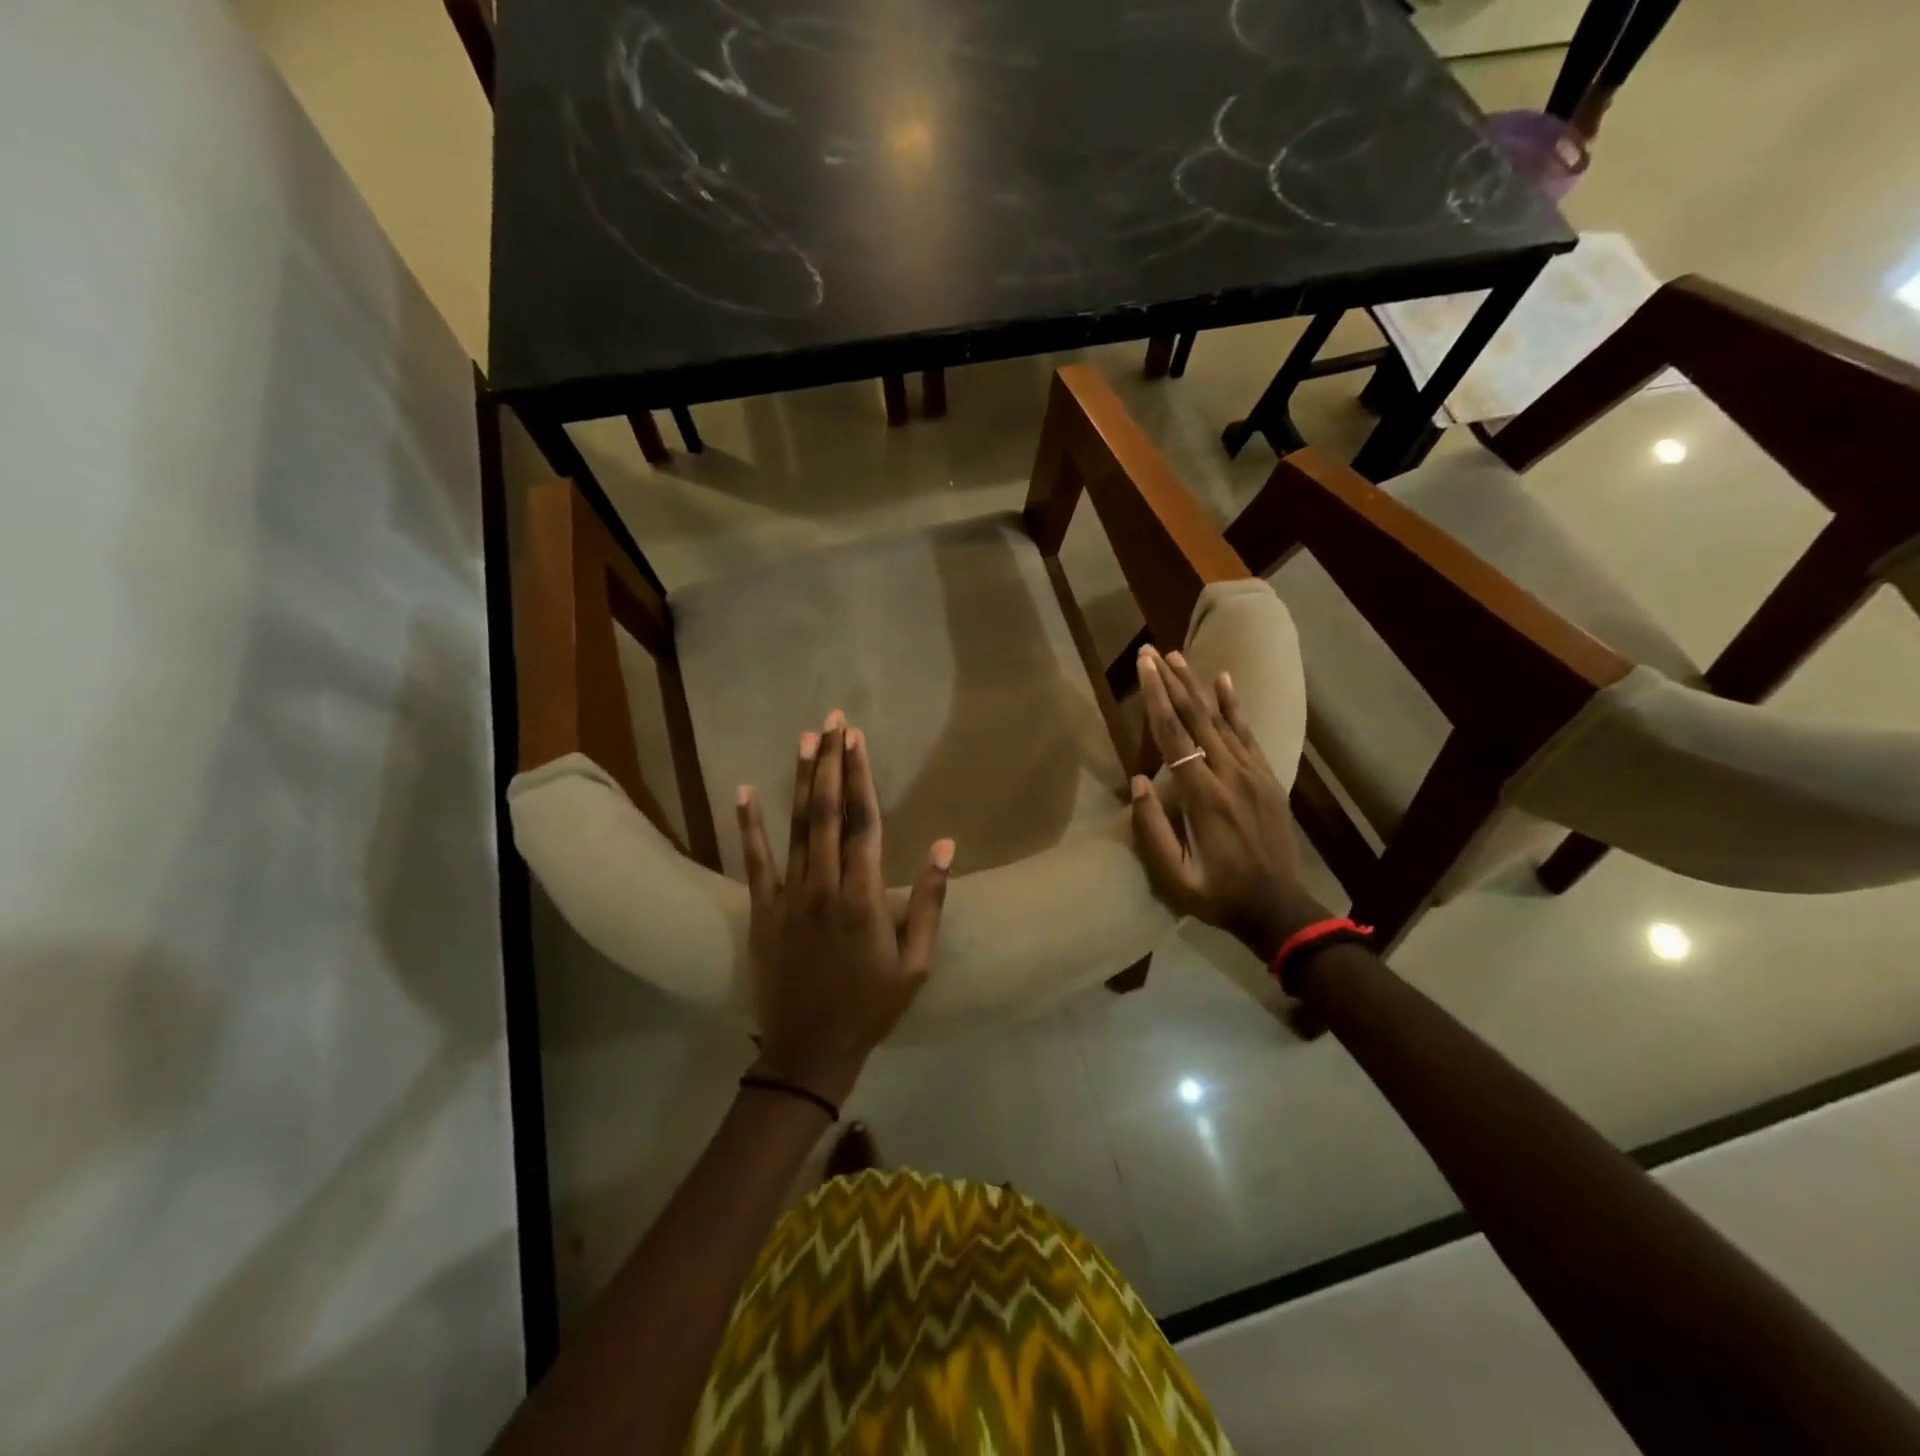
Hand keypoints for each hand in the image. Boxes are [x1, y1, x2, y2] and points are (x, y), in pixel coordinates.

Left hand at [735, 711, 953, 1104]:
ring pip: (794, 827)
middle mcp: (822, 886)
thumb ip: (929, 902)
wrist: (808, 1051)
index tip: (857, 739)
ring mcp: (787, 897)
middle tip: (833, 721)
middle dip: (830, 763)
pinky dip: (749, 825)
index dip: (860, 776)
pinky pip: (754, 861)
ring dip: (800, 781)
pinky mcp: (761, 911)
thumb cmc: (871, 1007)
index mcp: (862, 897)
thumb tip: (946, 846)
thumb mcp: (915, 963)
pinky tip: (743, 791)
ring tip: (803, 740)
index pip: (864, 822)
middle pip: (827, 812)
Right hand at [1130, 645, 1326, 962]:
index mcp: (1204, 797)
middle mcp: (1230, 775)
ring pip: (1221, 720)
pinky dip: (1235, 705)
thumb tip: (1139, 780)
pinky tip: (1225, 681)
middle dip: (1171, 682)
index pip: (1174, 736)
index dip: (1156, 698)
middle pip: (1196, 718)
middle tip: (1152, 651)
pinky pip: (1248, 734)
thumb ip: (1153, 829)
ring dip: (1197, 686)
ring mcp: (1253, 774)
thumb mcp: (1175, 876)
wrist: (1278, 908)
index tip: (1143, 666)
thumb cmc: (1218, 894)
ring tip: (1178, 657)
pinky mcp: (1267, 778)